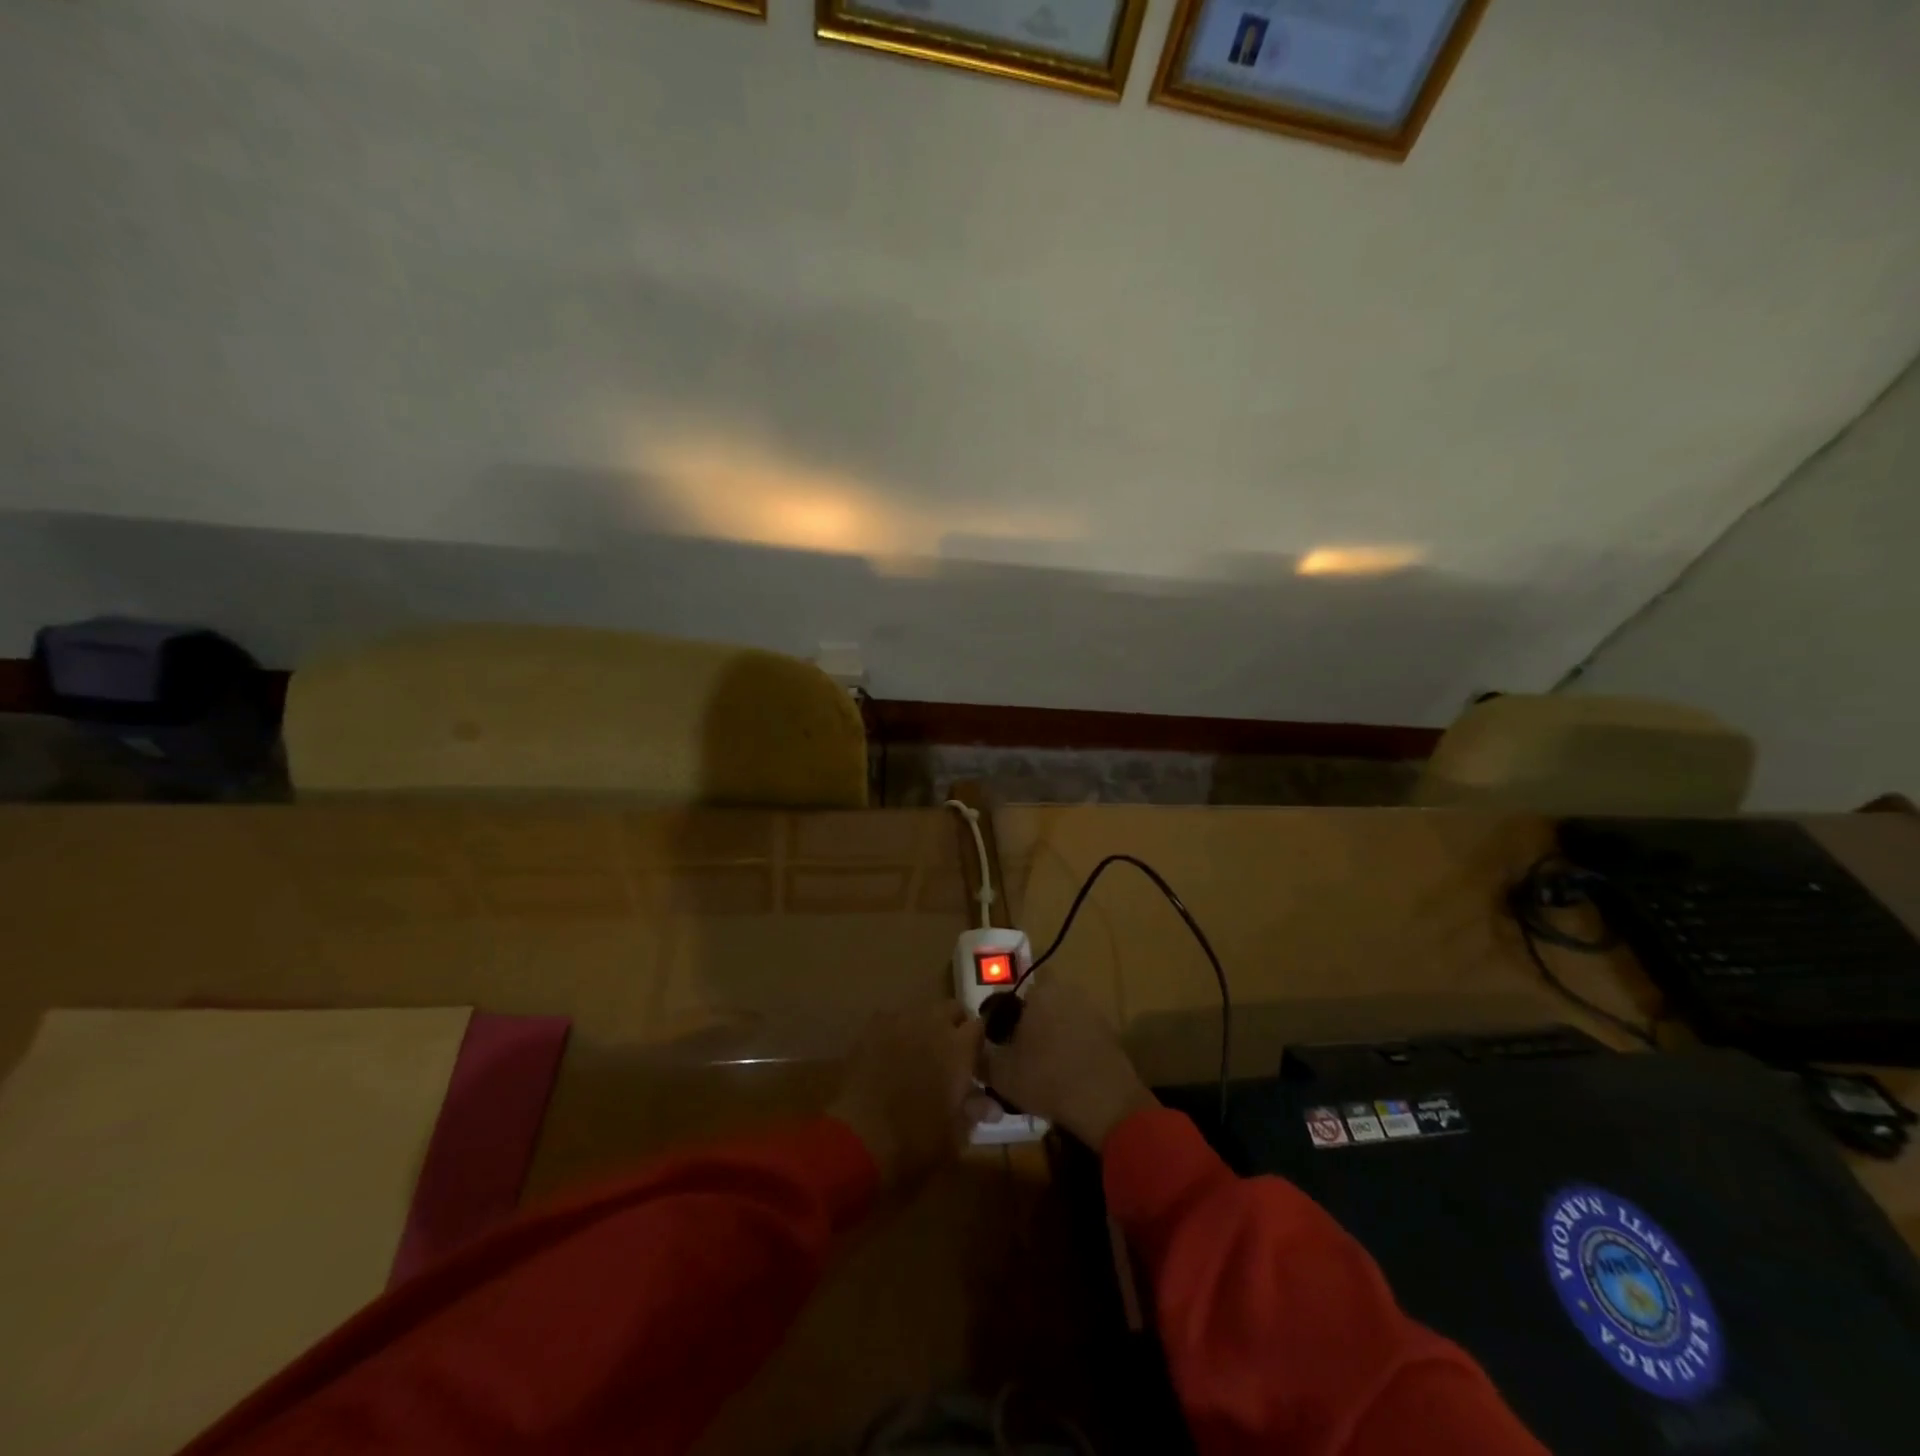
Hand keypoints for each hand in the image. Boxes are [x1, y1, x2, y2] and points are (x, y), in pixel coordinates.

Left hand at [829, 1002, 987, 1190]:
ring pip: (920, 1011)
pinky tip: (889, 1057)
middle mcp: (932, 1023)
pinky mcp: (870, 1028)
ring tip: (917, 1056)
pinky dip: (896, 1033)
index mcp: (959, 1047)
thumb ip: (974, 1110)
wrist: (858, 1138)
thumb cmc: (916, 1141)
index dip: (977, 1044)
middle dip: (953, 1027)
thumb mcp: (955, 1134)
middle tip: (948, 1056)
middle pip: (951, 1009)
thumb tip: (992, 1106)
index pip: (979, 1026)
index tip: (974, 1065)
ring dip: (924, 1028)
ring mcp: (899, 1021)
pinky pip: (891, 1021)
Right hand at [981, 979, 1155, 1149]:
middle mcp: (1070, 991)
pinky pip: (1082, 1035)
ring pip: (1064, 1018)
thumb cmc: (1046, 1078)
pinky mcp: (1111, 1034)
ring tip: (1041, 1067)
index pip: (1019, 985)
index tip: (1001, 1031)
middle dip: (1031, 1020)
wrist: (1105, 1103)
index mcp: (1042, 991)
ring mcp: (1094, 1012)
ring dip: (1053, 1035)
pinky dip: (1073, 1049)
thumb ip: (981, 1056)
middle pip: (1043, 1001)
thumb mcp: (1000, 1073)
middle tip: (1018, 1050)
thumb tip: (972, 1048)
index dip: (1008, 1007)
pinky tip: (1065, 1075)